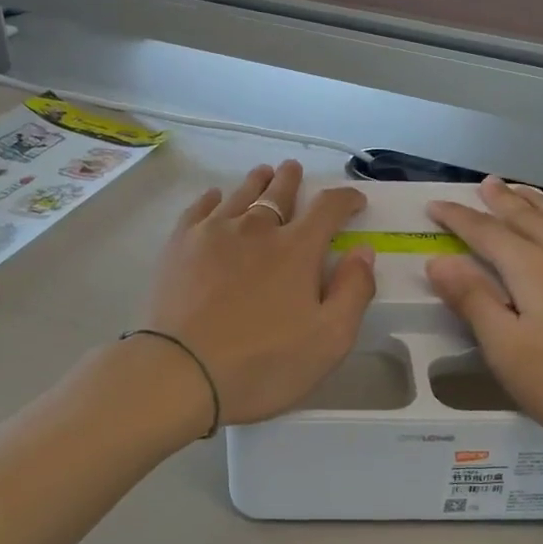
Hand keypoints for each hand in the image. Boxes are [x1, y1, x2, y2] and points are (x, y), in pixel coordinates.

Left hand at [144, 162, 375, 425]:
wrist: (181, 373)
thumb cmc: (263, 363)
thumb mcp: (329, 340)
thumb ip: (353, 291)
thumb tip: (363, 251)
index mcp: (296, 249)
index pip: (328, 208)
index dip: (345, 200)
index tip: (354, 201)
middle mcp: (256, 228)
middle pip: (278, 192)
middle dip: (291, 180)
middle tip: (293, 170)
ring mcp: (213, 232)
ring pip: (240, 195)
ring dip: (256, 182)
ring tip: (262, 174)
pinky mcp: (179, 245)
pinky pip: (200, 208)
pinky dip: (213, 198)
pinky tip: (215, 198)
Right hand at [424, 178, 542, 469]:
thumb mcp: (509, 352)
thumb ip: (474, 301)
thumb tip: (440, 260)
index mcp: (533, 270)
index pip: (487, 233)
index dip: (459, 218)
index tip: (436, 205)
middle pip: (528, 217)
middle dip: (502, 200)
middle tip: (485, 184)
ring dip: (538, 203)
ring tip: (523, 192)